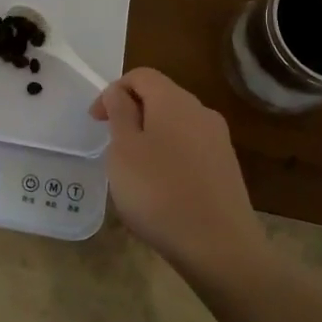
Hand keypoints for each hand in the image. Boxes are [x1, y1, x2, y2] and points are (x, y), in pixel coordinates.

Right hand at [90, 68, 261, 268]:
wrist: (219, 246)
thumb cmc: (159, 191)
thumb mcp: (123, 150)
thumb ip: (119, 113)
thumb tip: (118, 93)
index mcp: (174, 101)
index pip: (141, 75)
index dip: (113, 91)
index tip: (96, 122)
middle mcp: (201, 112)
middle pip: (160, 97)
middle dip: (131, 114)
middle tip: (111, 145)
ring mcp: (218, 141)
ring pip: (175, 124)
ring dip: (149, 136)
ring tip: (133, 171)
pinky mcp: (226, 168)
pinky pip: (189, 149)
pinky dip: (169, 156)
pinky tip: (160, 188)